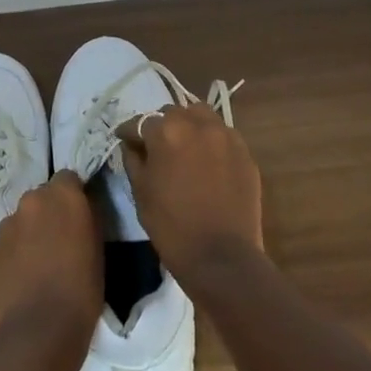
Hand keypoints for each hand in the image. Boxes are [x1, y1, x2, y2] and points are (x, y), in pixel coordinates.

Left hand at [0, 170, 101, 361]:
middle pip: (44, 196)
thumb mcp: (98, 252)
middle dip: (52, 212)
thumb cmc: (81, 293)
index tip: (81, 218)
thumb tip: (81, 214)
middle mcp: (33, 199)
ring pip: (25, 218)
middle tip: (63, 241)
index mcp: (64, 195)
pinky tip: (25, 276)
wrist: (35, 332)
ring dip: (33, 230)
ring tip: (42, 263)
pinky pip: (11, 239)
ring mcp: (9, 222)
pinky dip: (18, 249)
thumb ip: (87, 222)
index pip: (69, 179)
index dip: (75, 196)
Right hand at [118, 102, 264, 283]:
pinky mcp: (245, 152)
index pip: (140, 122)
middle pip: (172, 113)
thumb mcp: (140, 192)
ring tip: (184, 146)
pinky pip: (223, 135)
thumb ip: (133, 160)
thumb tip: (132, 145)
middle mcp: (197, 124)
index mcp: (166, 131)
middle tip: (156, 146)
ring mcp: (225, 136)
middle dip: (160, 125)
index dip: (129, 132)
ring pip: (201, 116)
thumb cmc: (172, 226)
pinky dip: (211, 140)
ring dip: (189, 124)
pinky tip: (207, 161)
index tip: (124, 140)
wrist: (222, 257)